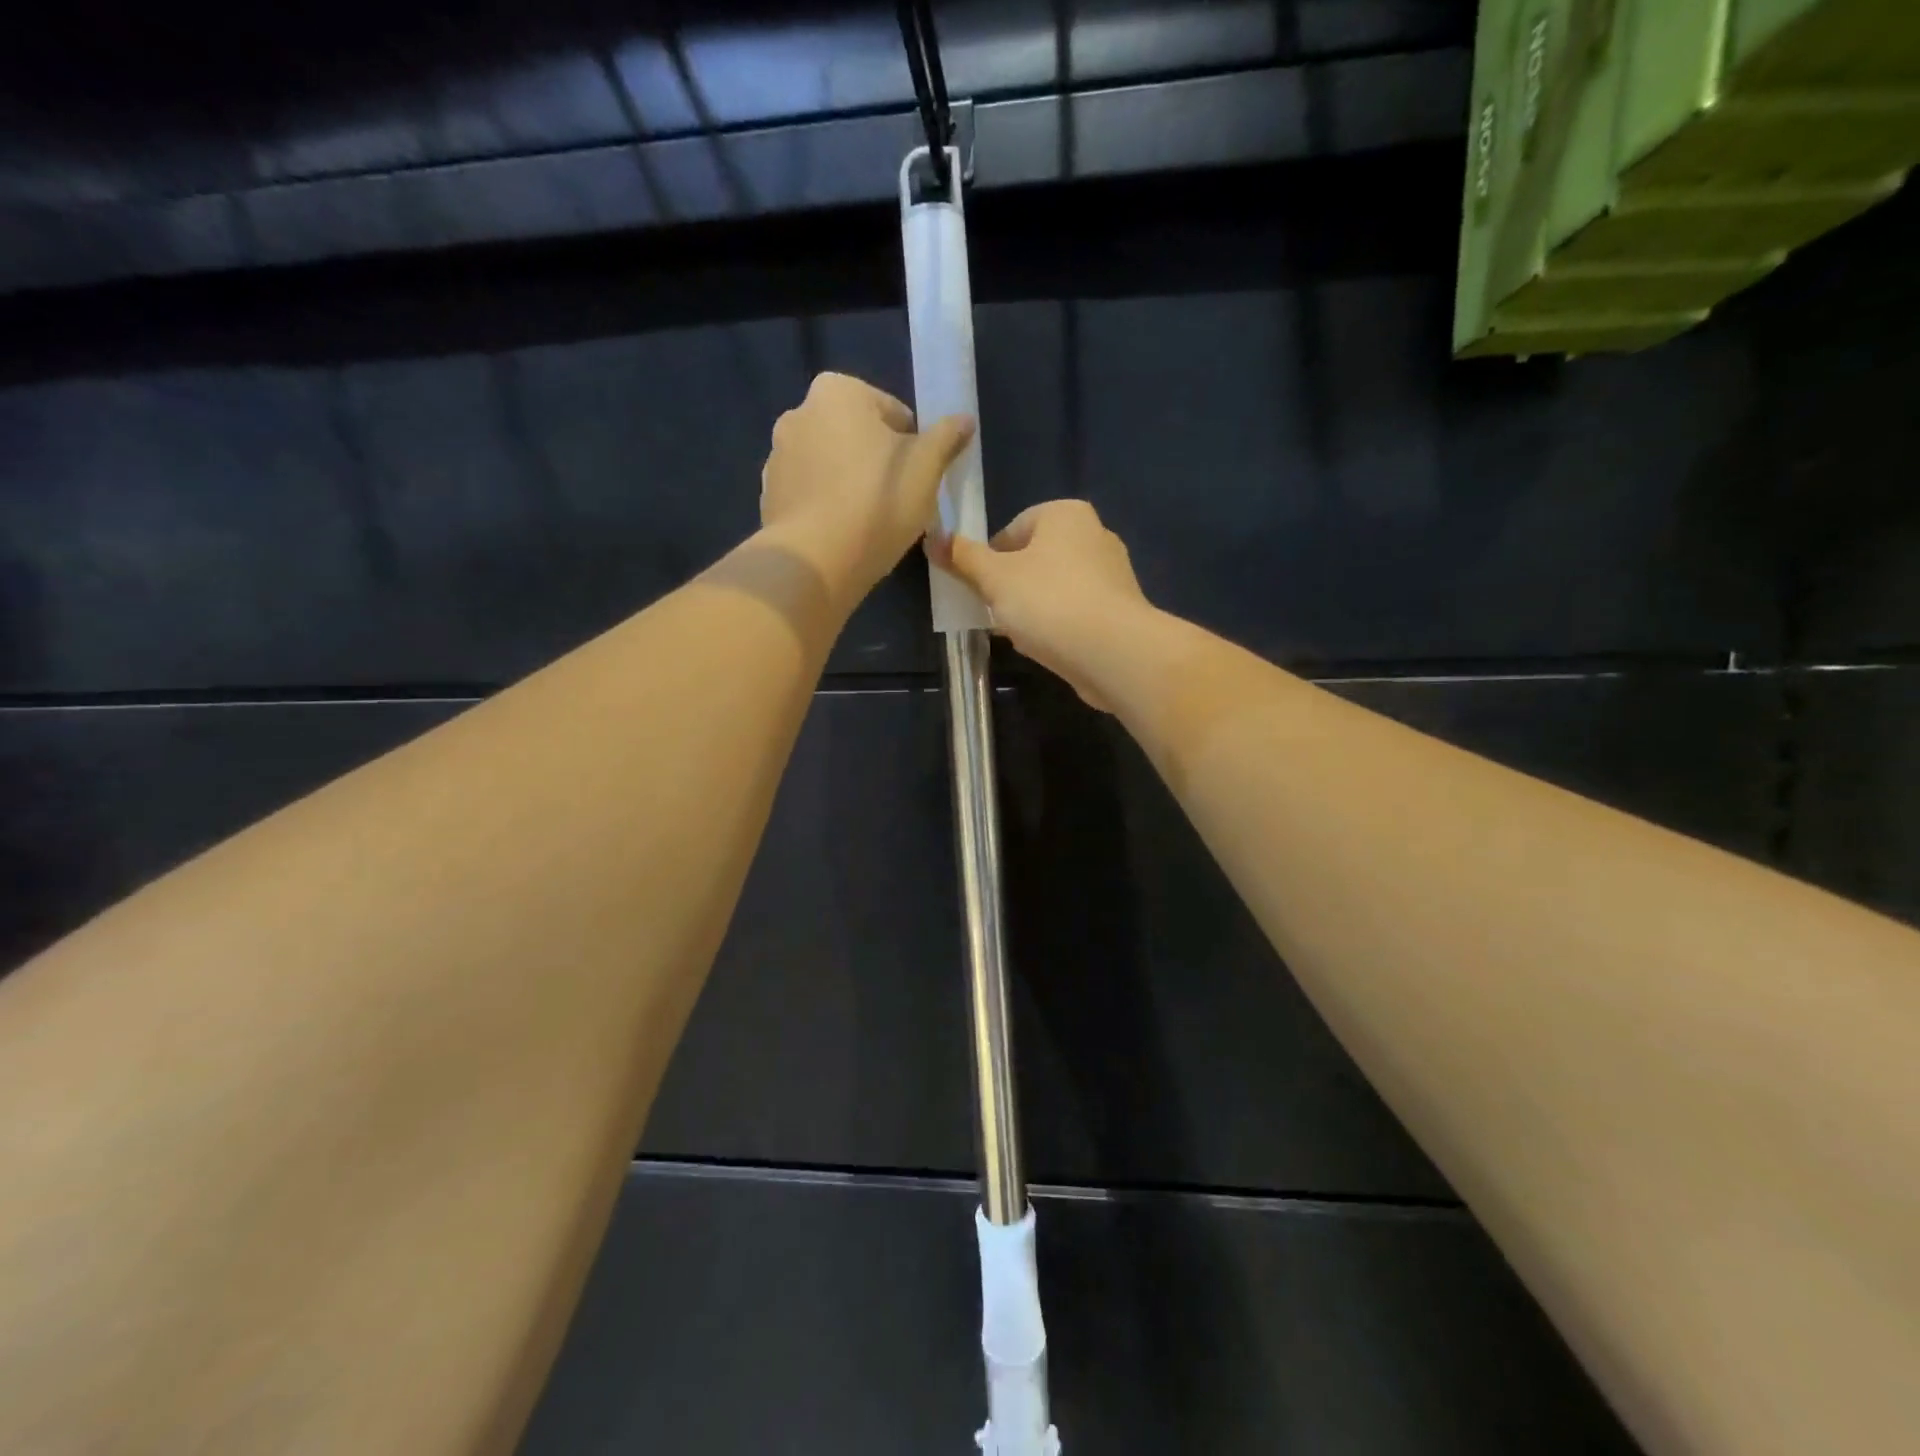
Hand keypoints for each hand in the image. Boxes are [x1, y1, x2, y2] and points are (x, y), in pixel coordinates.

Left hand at [760, 372, 973, 600]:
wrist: (816, 561)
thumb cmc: (877, 502)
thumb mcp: (926, 467)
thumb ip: (946, 437)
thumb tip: (964, 419)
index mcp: (837, 391)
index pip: (891, 411)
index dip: (912, 444)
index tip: (918, 477)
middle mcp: (798, 413)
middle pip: (855, 435)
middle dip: (876, 460)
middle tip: (898, 499)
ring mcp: (777, 456)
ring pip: (830, 465)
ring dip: (849, 482)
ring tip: (870, 521)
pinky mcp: (768, 496)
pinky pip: (809, 495)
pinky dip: (826, 506)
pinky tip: (843, 534)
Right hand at [934, 499, 1149, 709]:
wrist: (1112, 651)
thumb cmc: (1048, 601)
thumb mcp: (994, 578)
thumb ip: (963, 557)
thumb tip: (933, 537)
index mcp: (1066, 514)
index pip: (1013, 529)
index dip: (990, 560)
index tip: (981, 589)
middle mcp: (1095, 534)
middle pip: (1035, 558)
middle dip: (1012, 586)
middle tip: (996, 613)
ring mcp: (1112, 573)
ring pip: (1055, 588)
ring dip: (1034, 609)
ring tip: (1022, 634)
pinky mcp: (1120, 609)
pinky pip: (1076, 612)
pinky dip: (1059, 625)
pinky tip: (1048, 647)